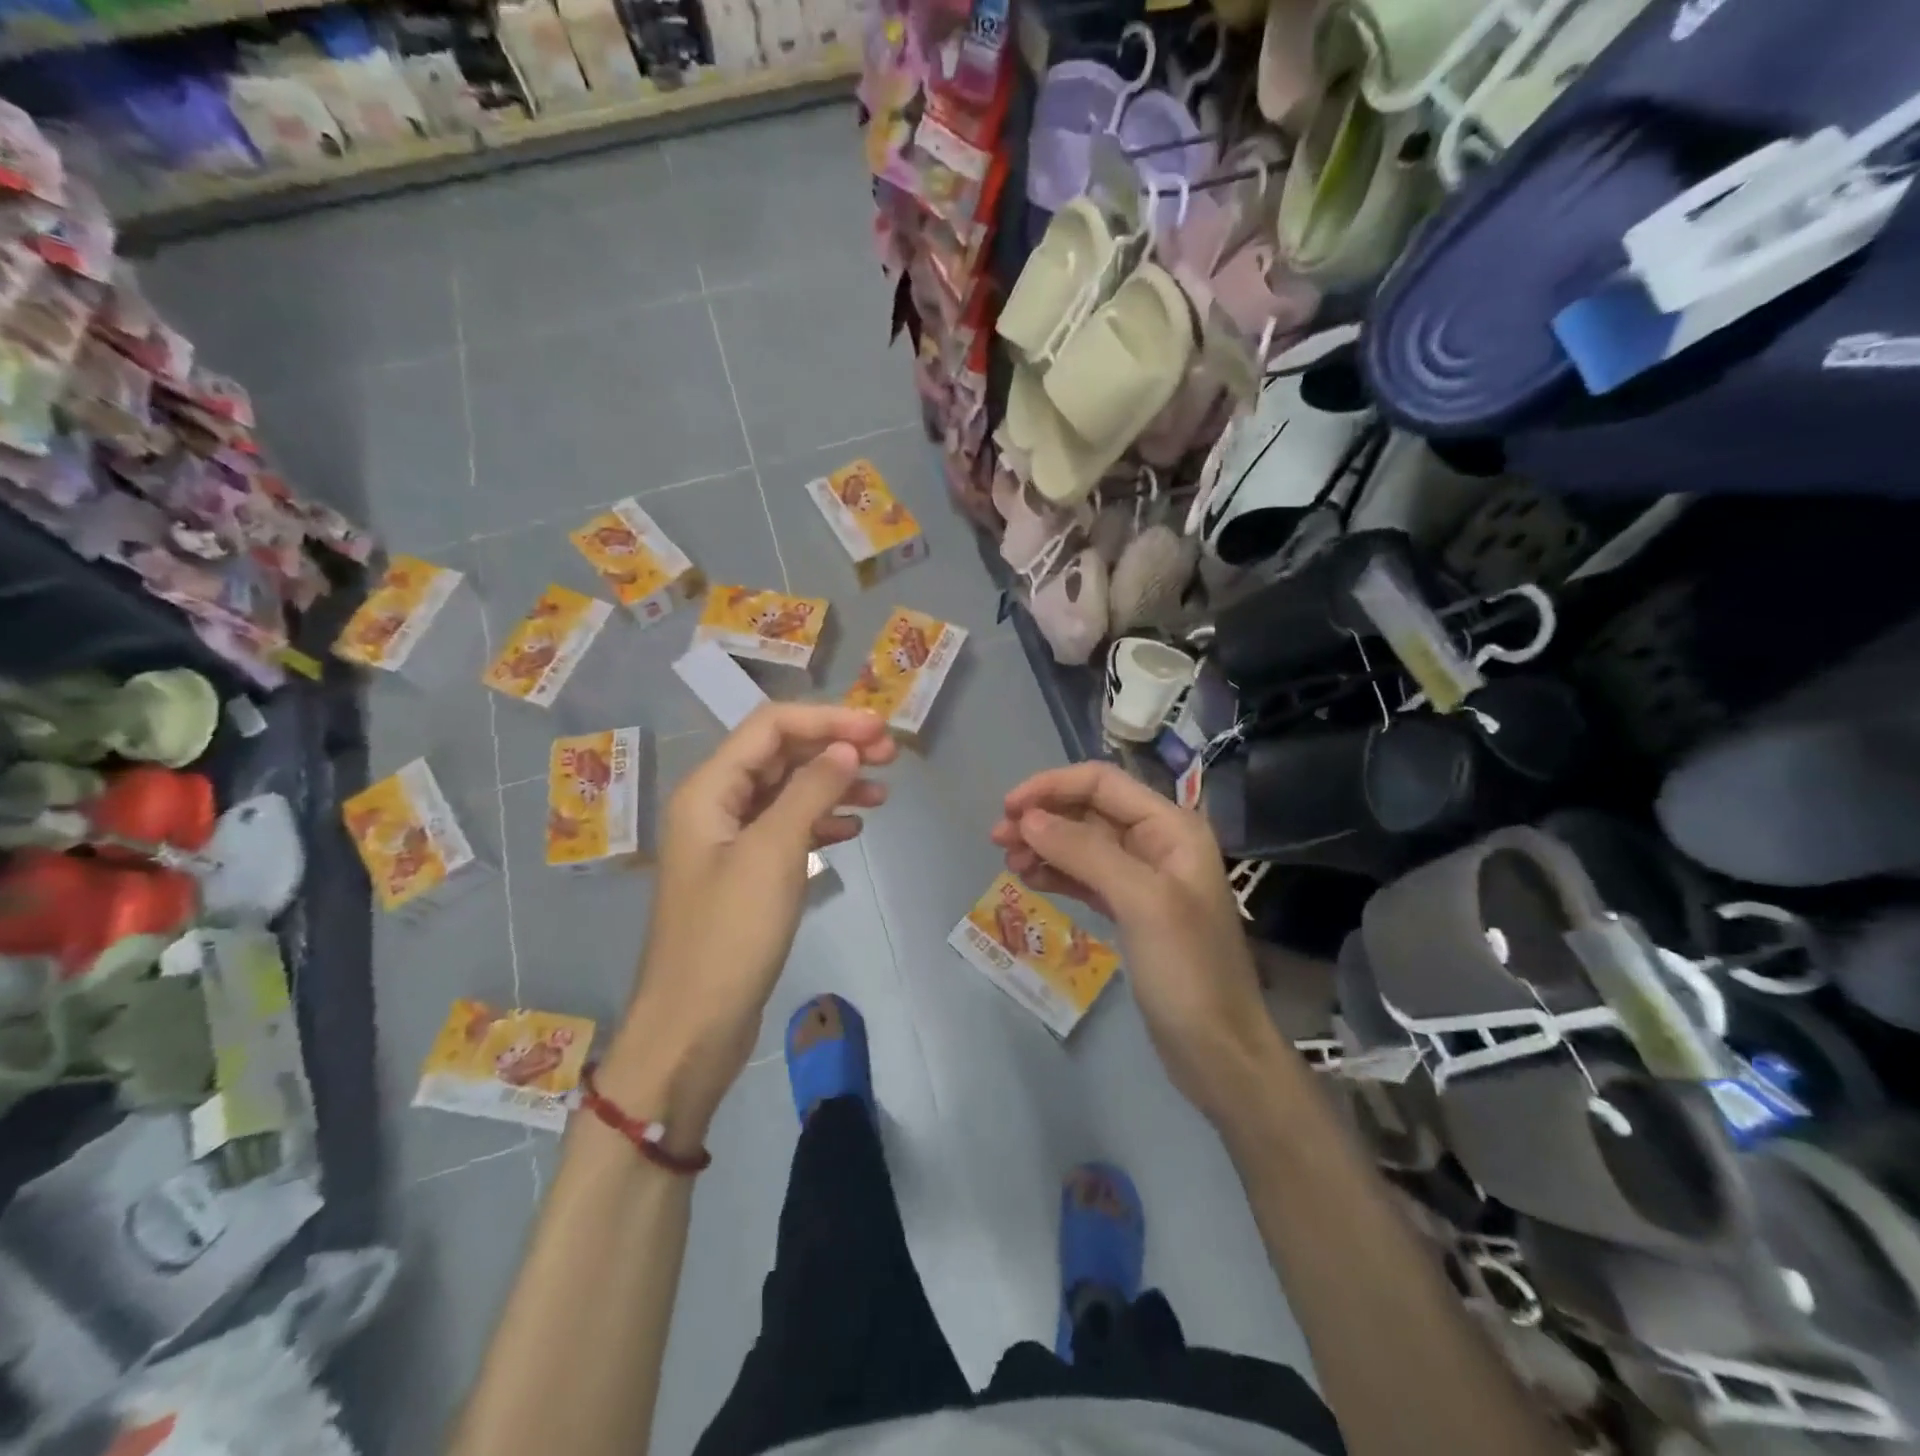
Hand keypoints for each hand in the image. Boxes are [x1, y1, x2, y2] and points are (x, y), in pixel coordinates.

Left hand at [604, 704, 895, 1143]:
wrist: (694, 1027)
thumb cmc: (729, 935)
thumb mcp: (773, 853)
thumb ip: (811, 791)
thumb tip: (847, 748)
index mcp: (710, 789)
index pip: (772, 727)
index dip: (827, 719)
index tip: (879, 729)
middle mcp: (716, 804)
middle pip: (781, 755)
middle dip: (834, 747)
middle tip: (891, 755)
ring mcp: (731, 840)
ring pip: (789, 791)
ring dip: (834, 784)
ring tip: (884, 792)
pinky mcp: (746, 874)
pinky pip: (788, 829)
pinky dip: (822, 821)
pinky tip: (853, 828)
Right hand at [990, 763, 1284, 1126]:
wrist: (1218, 1052)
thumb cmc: (1188, 970)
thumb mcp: (1140, 902)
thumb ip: (1085, 852)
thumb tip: (1027, 818)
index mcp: (1172, 828)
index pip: (1102, 783)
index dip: (1052, 787)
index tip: (1008, 809)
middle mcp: (1159, 843)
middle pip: (1090, 810)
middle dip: (1043, 817)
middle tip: (997, 840)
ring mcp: (1144, 879)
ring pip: (1083, 844)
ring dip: (1044, 846)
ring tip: (1008, 864)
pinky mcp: (1130, 911)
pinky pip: (1085, 877)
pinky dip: (1056, 873)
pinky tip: (1030, 880)